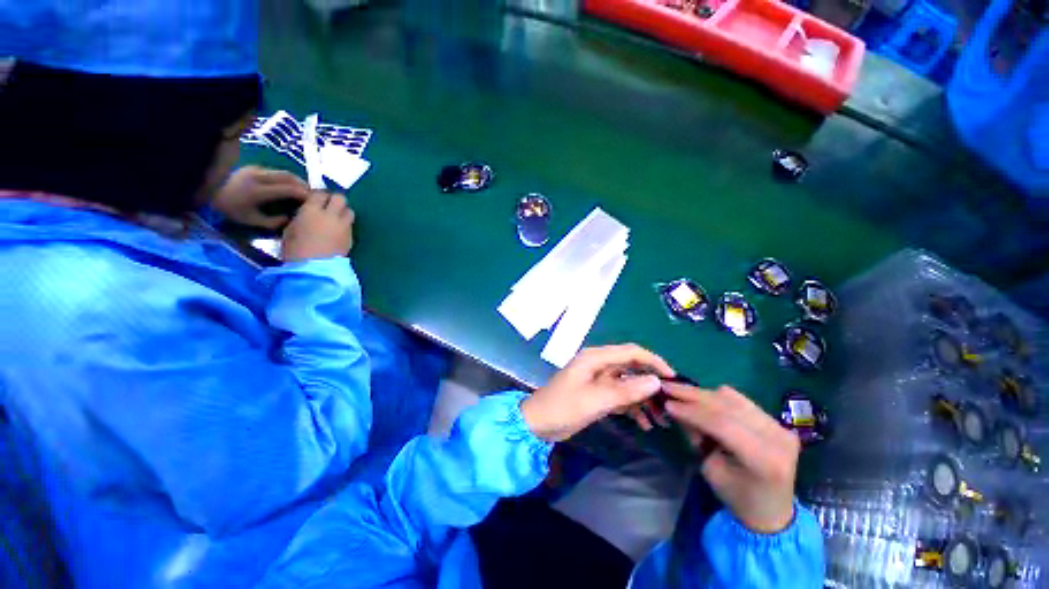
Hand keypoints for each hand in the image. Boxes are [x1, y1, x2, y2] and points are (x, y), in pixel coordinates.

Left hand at [212, 166, 309, 228]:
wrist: (205, 189)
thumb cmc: (228, 208)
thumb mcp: (249, 220)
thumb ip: (271, 222)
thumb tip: (288, 219)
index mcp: (259, 190)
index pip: (289, 189)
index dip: (304, 194)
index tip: (314, 201)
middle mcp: (259, 176)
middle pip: (289, 177)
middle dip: (303, 185)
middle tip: (312, 194)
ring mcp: (255, 169)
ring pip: (283, 172)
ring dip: (295, 180)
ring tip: (302, 189)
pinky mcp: (253, 167)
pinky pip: (275, 172)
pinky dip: (285, 178)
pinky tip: (287, 185)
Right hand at [281, 192, 354, 261]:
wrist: (315, 268)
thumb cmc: (295, 250)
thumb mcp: (290, 230)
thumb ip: (301, 218)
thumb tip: (306, 214)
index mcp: (311, 210)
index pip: (320, 193)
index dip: (318, 195)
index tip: (315, 199)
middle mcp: (331, 215)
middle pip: (340, 198)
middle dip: (335, 200)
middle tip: (328, 206)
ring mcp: (344, 226)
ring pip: (349, 211)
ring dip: (343, 212)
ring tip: (335, 218)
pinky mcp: (351, 237)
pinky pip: (350, 225)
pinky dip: (346, 224)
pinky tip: (338, 231)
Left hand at [520, 344, 674, 441]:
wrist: (538, 424)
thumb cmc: (563, 407)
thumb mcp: (595, 400)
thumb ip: (625, 390)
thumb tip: (655, 381)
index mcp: (595, 357)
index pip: (630, 352)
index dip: (653, 361)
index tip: (672, 378)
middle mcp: (598, 364)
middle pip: (631, 367)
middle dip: (650, 382)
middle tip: (669, 401)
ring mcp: (598, 379)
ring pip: (628, 383)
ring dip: (643, 398)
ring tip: (661, 418)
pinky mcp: (597, 393)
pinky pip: (620, 395)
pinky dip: (632, 407)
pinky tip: (644, 423)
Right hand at [663, 384, 798, 533]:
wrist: (773, 510)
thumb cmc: (738, 497)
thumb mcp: (711, 470)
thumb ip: (696, 437)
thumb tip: (675, 407)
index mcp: (764, 459)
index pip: (722, 424)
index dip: (692, 411)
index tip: (667, 403)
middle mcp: (777, 437)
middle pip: (727, 405)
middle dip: (693, 395)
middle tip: (667, 387)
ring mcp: (780, 426)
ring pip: (732, 397)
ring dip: (703, 394)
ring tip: (680, 392)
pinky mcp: (776, 420)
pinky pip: (740, 399)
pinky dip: (716, 397)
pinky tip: (701, 399)